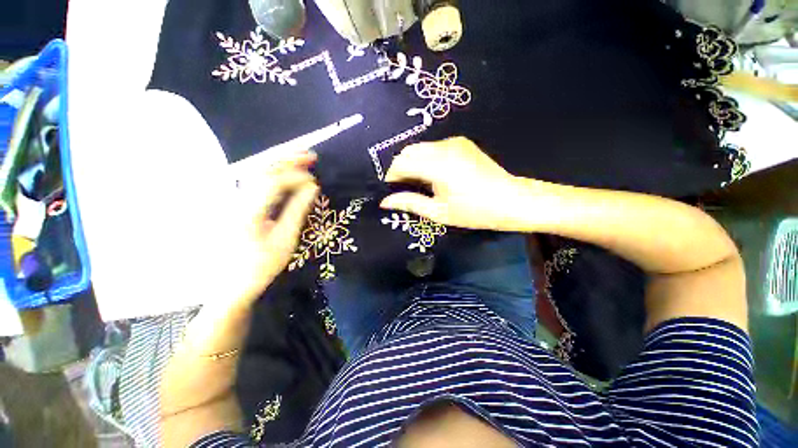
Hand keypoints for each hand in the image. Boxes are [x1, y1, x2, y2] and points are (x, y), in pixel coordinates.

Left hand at [224, 150, 319, 307]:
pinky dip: (273, 173)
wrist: (232, 284)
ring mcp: (233, 201)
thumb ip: (298, 210)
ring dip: (280, 163)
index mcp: (248, 212)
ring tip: (301, 158)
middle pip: (262, 171)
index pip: (273, 182)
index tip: (315, 180)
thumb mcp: (285, 240)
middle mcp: (236, 200)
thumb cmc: (261, 265)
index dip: (296, 176)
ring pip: (257, 173)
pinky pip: (256, 182)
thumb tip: (312, 188)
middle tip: (311, 155)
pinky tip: (286, 172)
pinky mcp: (236, 205)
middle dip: (288, 160)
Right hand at [380, 137, 522, 230]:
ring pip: (421, 147)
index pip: (402, 162)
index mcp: (438, 166)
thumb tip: (385, 201)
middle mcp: (444, 147)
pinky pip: (434, 147)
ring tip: (418, 182)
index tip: (392, 189)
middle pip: (409, 151)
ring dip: (413, 162)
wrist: (510, 200)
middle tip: (404, 187)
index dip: (392, 175)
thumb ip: (409, 203)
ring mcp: (454, 142)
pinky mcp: (461, 142)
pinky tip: (433, 174)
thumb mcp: (438, 212)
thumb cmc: (473, 211)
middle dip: (401, 167)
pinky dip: (426, 158)